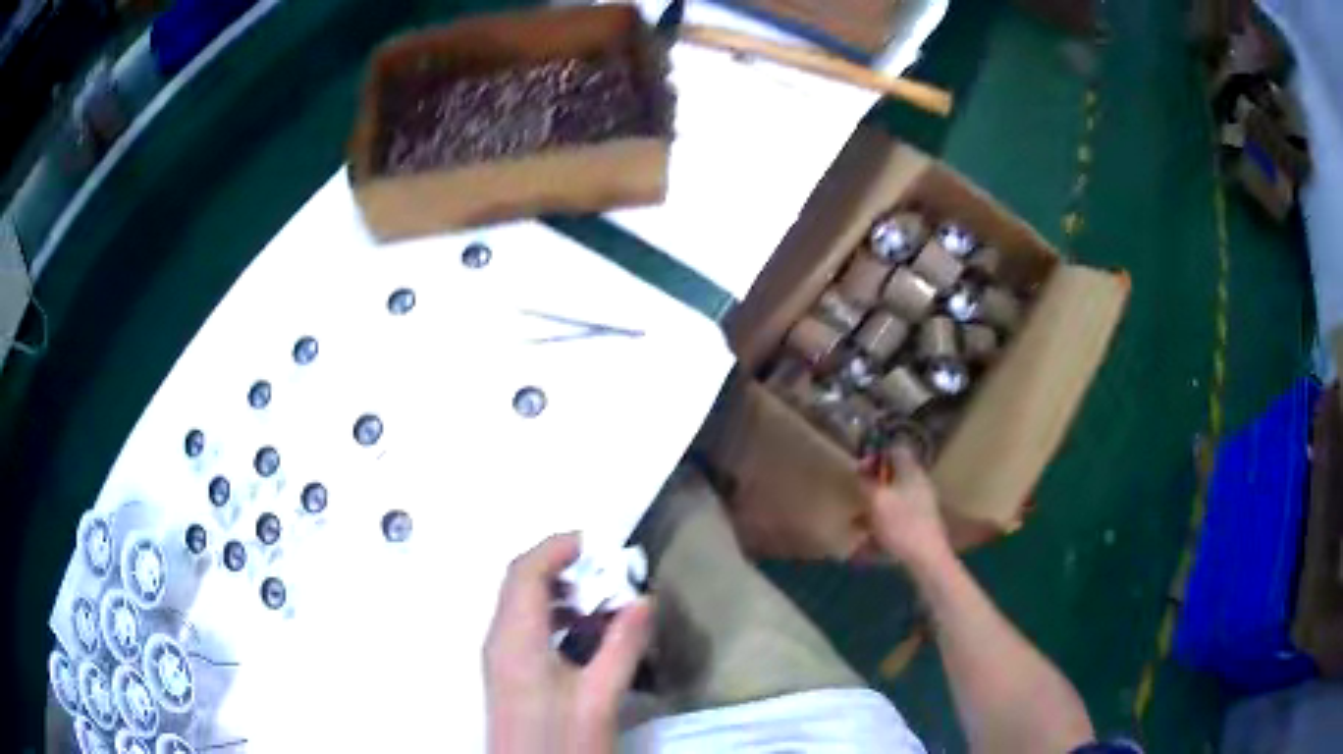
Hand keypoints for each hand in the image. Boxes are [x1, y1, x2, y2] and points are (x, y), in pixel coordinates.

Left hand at [484, 533, 652, 753]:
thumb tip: (643, 599)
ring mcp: (499, 657)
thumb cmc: (561, 741)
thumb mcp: (599, 697)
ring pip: (521, 604)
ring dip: (558, 592)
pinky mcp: (506, 673)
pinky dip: (552, 616)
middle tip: (606, 571)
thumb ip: (622, 646)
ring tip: (601, 601)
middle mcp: (499, 640)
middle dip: (561, 567)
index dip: (557, 548)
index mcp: (516, 639)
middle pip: (520, 582)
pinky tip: (584, 635)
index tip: (597, 542)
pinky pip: (523, 626)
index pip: (526, 572)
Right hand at [868, 448, 950, 566]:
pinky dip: (883, 525)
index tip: (860, 469)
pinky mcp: (921, 525)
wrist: (927, 558)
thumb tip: (860, 473)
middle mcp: (919, 484)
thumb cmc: (901, 524)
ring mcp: (922, 505)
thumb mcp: (876, 500)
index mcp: (911, 471)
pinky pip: (898, 519)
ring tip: (858, 523)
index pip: (896, 449)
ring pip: (895, 499)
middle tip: (857, 496)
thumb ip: (866, 483)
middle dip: (874, 485)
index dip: (877, 455)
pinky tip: (869, 543)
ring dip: (876, 508)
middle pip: (894, 476)